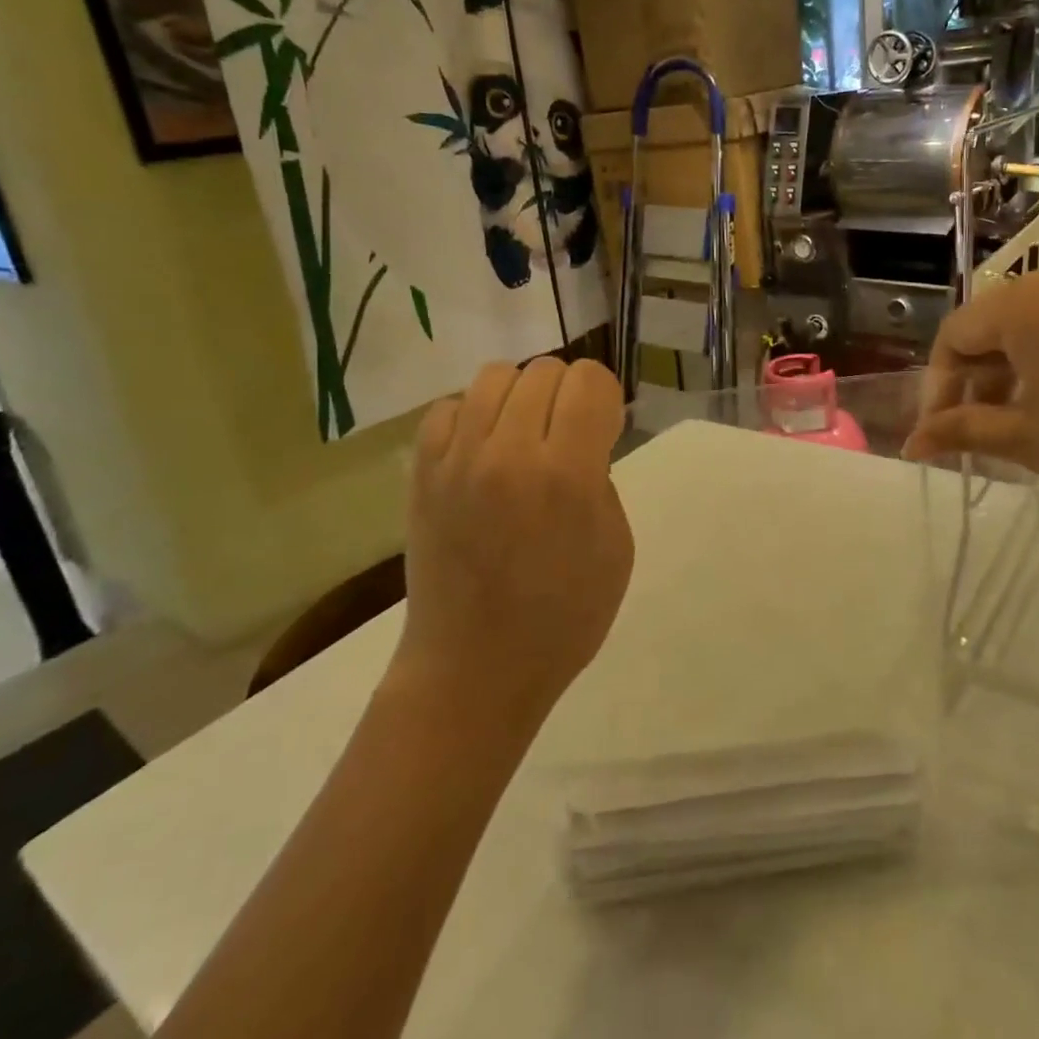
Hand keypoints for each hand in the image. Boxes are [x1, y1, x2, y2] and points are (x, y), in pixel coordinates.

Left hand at [398, 358, 633, 720]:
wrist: (475, 669)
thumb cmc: (563, 618)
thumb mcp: (617, 547)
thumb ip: (603, 479)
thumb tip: (580, 443)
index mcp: (567, 474)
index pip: (589, 380)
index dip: (605, 397)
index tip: (603, 430)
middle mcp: (509, 453)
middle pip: (545, 370)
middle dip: (567, 394)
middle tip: (566, 437)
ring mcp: (457, 461)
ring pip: (495, 376)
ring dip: (521, 396)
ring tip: (524, 436)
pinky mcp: (422, 474)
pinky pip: (449, 407)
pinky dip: (473, 416)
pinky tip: (483, 452)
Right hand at [903, 252, 1038, 533]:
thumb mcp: (1028, 439)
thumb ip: (962, 430)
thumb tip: (910, 444)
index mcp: (1028, 302)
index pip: (956, 333)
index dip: (939, 384)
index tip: (937, 432)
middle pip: (992, 323)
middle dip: (974, 377)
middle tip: (969, 432)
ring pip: (1030, 323)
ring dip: (1009, 369)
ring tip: (1009, 423)